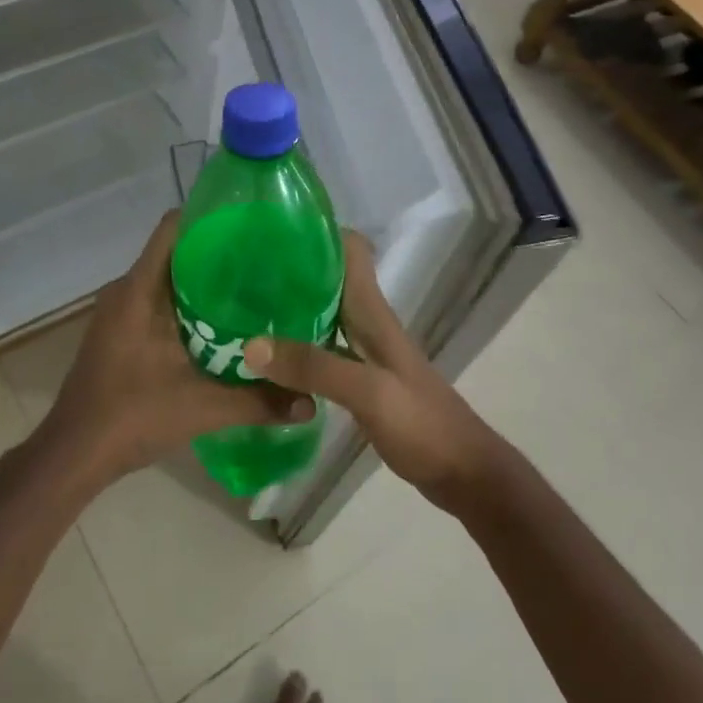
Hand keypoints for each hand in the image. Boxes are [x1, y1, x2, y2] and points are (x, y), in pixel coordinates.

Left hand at [37, 211, 314, 485]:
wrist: (73, 456)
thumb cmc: (131, 416)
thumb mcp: (202, 408)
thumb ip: (259, 402)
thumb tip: (311, 402)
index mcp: (139, 289)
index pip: (173, 227)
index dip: (211, 217)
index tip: (252, 225)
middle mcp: (126, 290)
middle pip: (176, 252)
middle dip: (219, 253)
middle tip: (266, 263)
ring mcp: (119, 312)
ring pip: (168, 279)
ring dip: (205, 283)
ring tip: (253, 292)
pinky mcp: (119, 333)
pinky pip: (158, 302)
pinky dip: (189, 307)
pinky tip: (222, 328)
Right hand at [242, 232, 504, 509]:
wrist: (463, 472)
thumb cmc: (422, 424)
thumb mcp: (368, 392)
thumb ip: (313, 367)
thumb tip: (250, 345)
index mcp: (373, 312)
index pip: (350, 249)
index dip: (317, 232)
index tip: (271, 230)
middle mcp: (367, 323)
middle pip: (328, 280)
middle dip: (289, 270)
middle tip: (239, 273)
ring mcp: (364, 352)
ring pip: (321, 315)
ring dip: (288, 309)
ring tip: (241, 310)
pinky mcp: (359, 380)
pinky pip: (320, 350)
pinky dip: (295, 348)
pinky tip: (267, 360)